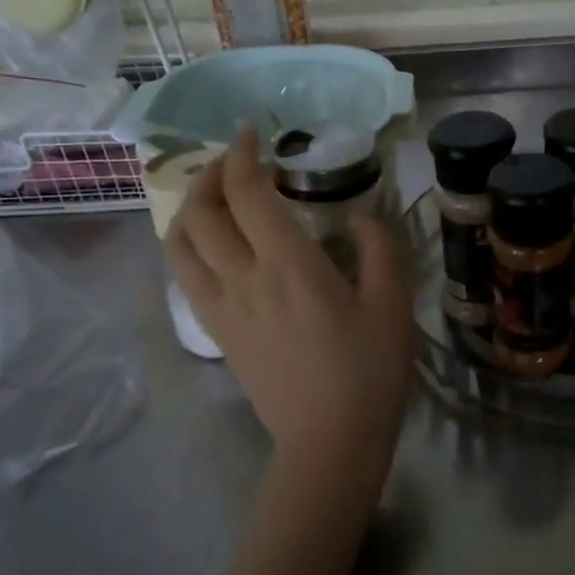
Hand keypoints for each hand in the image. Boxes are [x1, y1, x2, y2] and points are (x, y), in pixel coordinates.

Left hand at [167, 129, 412, 508]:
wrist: (330, 441)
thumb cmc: (370, 370)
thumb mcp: (393, 303)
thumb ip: (379, 248)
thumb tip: (358, 217)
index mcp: (289, 265)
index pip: (247, 193)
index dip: (242, 154)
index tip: (251, 133)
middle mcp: (244, 279)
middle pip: (201, 211)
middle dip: (211, 174)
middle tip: (234, 162)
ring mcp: (222, 308)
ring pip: (180, 244)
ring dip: (190, 208)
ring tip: (213, 197)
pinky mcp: (217, 333)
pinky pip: (184, 277)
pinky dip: (186, 246)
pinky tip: (209, 245)